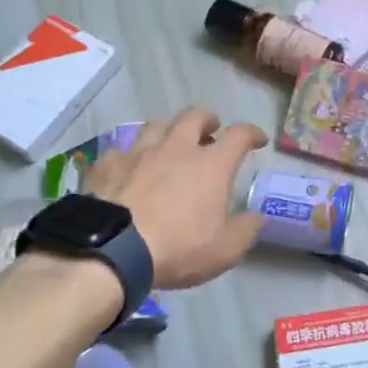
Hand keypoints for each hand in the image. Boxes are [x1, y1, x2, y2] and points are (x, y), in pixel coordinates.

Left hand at [84, 109, 266, 287]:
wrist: (112, 250)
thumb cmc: (177, 248)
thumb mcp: (225, 250)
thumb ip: (247, 230)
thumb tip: (259, 217)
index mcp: (211, 165)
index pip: (239, 135)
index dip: (252, 133)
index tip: (258, 139)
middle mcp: (177, 149)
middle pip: (194, 116)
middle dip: (207, 119)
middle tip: (211, 130)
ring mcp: (139, 153)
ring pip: (157, 125)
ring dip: (168, 130)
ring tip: (169, 144)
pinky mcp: (108, 165)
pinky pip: (122, 151)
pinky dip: (130, 156)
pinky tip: (129, 169)